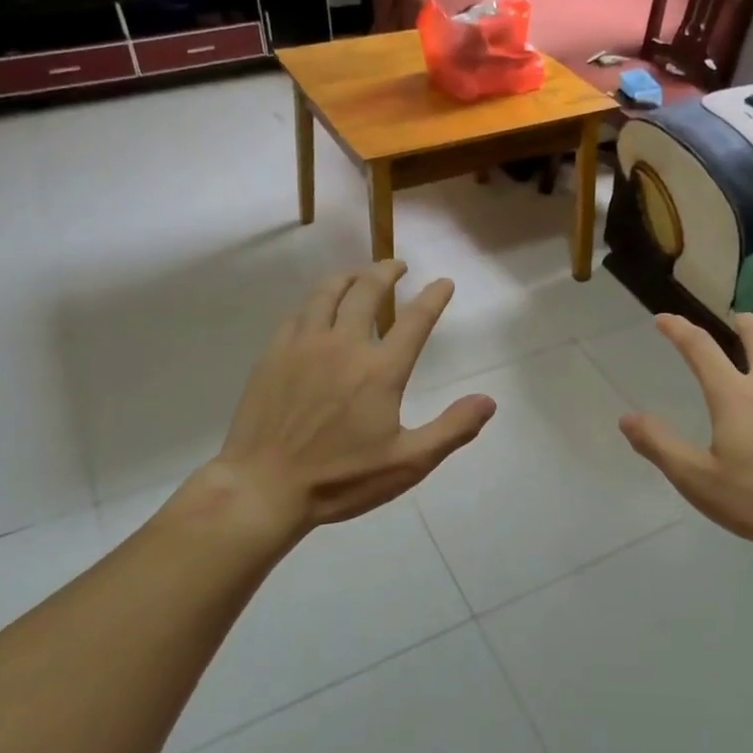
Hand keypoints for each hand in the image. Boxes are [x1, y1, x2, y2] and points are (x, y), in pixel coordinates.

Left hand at [193, 262, 495, 547]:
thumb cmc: (340, 479)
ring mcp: (304, 345)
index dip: (433, 297)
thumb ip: (452, 429)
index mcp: (380, 370)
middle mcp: (343, 345)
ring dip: (349, 276)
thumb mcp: (407, 463)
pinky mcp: (274, 354)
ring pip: (328, 292)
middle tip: (397, 265)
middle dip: (387, 271)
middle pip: (368, 290)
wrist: (264, 487)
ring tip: (359, 274)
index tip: (443, 282)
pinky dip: (315, 301)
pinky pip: (298, 313)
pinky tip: (317, 308)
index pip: (415, 320)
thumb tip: (488, 401)